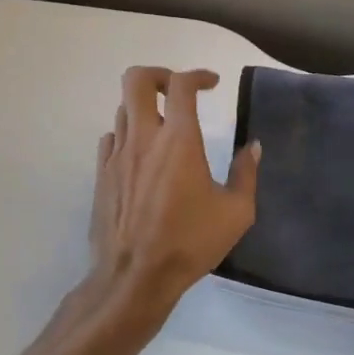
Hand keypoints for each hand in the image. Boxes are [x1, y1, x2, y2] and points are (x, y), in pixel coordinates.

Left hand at [87, 67, 258, 309]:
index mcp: (178, 140)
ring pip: (122, 108)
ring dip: (145, 108)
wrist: (134, 278)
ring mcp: (117, 156)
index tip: (213, 84)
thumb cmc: (190, 244)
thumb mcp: (236, 213)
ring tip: (165, 128)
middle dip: (160, 75)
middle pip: (136, 79)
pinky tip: (143, 156)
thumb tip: (253, 147)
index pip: (181, 85)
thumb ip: (246, 174)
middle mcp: (143, 138)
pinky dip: (128, 134)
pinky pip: (111, 138)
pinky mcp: (101, 175)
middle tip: (178, 92)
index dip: (198, 75)